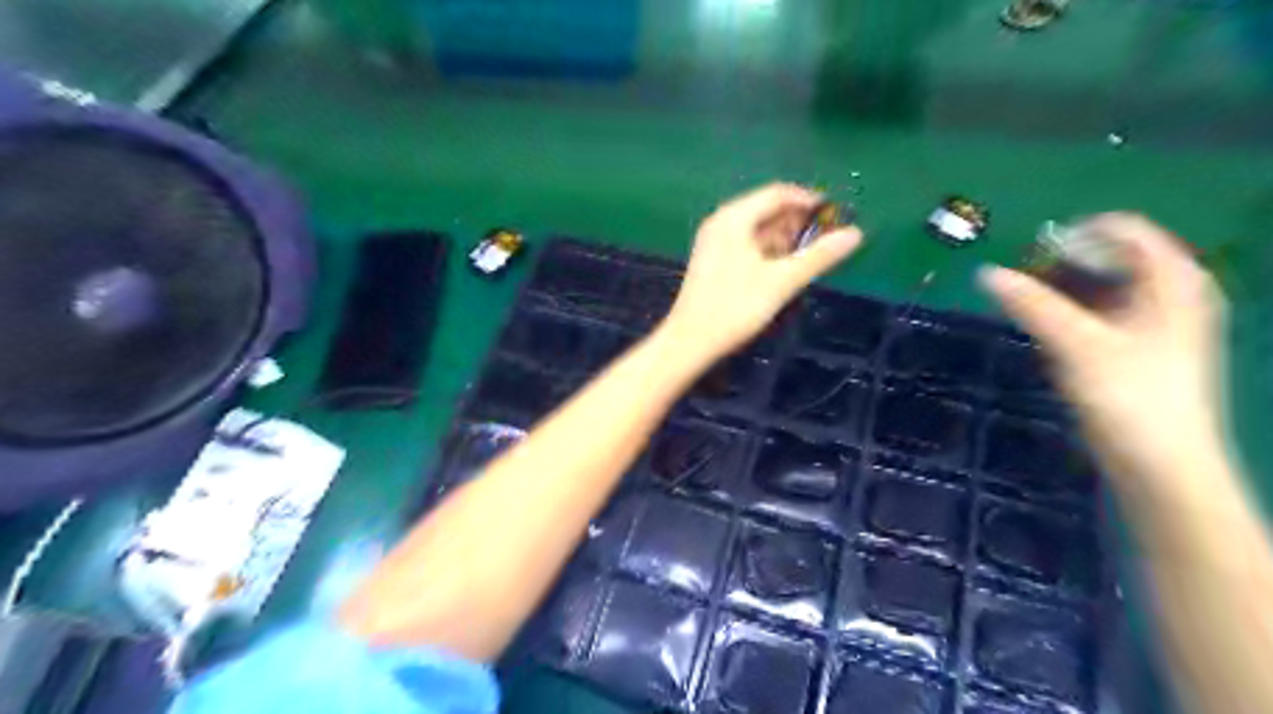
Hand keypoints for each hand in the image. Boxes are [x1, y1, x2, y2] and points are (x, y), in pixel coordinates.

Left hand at [668, 184, 866, 358]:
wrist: (690, 341)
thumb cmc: (735, 307)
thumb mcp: (782, 281)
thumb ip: (819, 256)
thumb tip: (856, 233)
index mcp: (734, 218)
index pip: (778, 194)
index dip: (809, 201)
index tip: (838, 215)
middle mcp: (721, 223)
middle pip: (767, 210)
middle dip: (799, 222)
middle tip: (828, 239)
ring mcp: (714, 242)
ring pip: (757, 230)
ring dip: (785, 238)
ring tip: (811, 256)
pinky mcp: (713, 262)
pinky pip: (747, 245)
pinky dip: (768, 251)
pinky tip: (784, 269)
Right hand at [977, 215, 1228, 498]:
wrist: (1162, 465)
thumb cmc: (1130, 398)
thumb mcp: (1077, 344)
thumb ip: (1032, 305)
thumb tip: (986, 273)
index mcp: (1173, 282)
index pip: (1124, 229)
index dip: (1075, 235)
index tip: (1031, 257)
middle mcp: (1171, 293)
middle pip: (1111, 256)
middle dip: (1063, 264)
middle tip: (1024, 284)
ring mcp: (1156, 322)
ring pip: (1103, 286)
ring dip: (1063, 290)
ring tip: (1029, 307)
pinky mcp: (1139, 348)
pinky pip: (1101, 312)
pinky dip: (1072, 313)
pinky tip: (1051, 334)